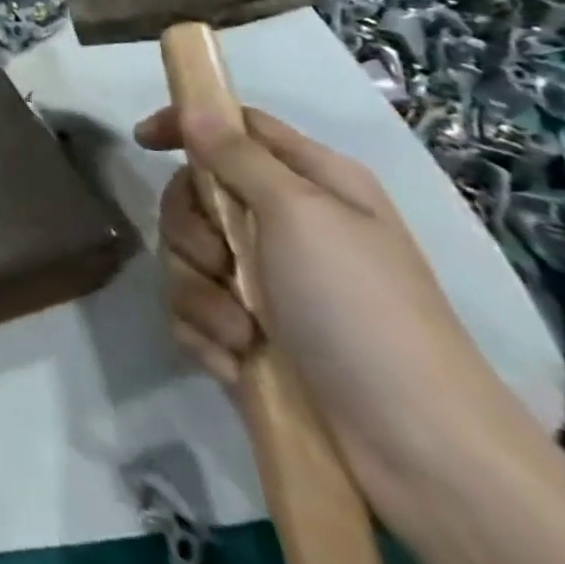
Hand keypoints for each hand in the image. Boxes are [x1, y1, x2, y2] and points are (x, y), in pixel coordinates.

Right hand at [134, 107, 541, 514]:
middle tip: (218, 260)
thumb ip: (237, 155)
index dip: (188, 124)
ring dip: (200, 293)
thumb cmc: (360, 309)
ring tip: (242, 333)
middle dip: (190, 228)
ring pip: (186, 256)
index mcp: (310, 184)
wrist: (419, 455)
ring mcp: (266, 284)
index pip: (235, 126)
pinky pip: (193, 311)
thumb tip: (194, 108)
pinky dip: (208, 333)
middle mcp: (285, 226)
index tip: (145, 142)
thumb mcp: (299, 214)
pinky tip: (239, 361)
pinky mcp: (249, 335)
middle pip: (196, 194)